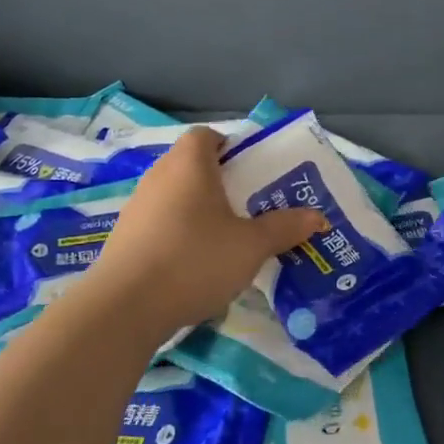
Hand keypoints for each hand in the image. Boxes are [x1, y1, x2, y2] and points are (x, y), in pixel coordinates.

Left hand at [80, 128, 323, 332]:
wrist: (125, 307)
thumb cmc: (195, 260)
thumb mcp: (252, 246)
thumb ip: (285, 228)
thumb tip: (318, 216)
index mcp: (189, 165)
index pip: (207, 135)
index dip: (231, 146)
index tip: (252, 170)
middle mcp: (159, 176)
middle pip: (192, 165)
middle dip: (222, 181)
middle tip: (252, 205)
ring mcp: (137, 208)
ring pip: (176, 195)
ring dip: (200, 209)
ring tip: (229, 236)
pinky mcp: (125, 238)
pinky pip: (161, 222)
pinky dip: (180, 232)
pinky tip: (197, 262)